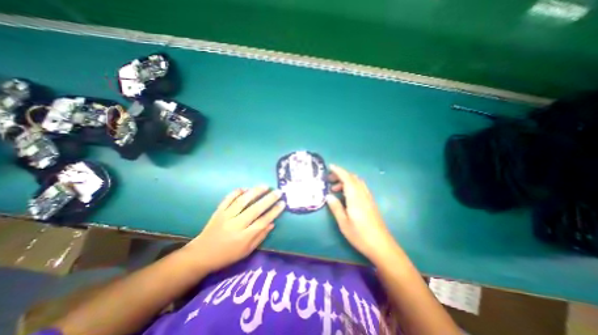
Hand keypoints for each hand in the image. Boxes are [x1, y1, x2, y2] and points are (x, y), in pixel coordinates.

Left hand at [182, 187, 284, 273]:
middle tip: (278, 191)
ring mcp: (226, 216)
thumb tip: (272, 223)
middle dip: (269, 199)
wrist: (201, 255)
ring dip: (255, 192)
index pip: (263, 221)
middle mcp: (236, 225)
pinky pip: (228, 199)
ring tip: (265, 186)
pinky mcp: (218, 211)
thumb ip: (260, 237)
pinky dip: (237, 192)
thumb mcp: (246, 251)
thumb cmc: (227, 255)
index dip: (274, 212)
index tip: (283, 203)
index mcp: (244, 237)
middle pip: (255, 209)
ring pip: (242, 201)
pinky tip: (246, 188)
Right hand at [325, 164, 397, 261]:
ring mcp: (368, 198)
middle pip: (353, 178)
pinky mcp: (371, 203)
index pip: (347, 178)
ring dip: (346, 181)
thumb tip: (328, 196)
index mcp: (355, 198)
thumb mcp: (344, 223)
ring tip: (335, 189)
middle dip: (341, 175)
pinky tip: (346, 195)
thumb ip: (336, 207)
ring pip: (357, 182)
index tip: (330, 166)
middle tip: (329, 180)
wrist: (381, 245)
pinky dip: (351, 186)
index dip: (338, 171)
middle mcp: (363, 194)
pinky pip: (360, 188)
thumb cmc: (360, 235)